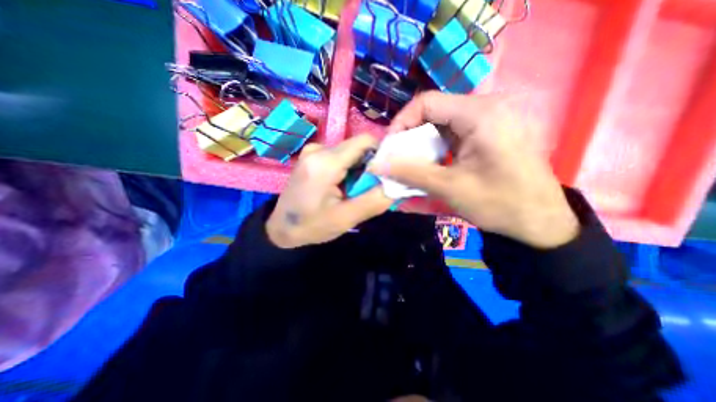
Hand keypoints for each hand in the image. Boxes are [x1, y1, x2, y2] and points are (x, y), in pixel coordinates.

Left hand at [268, 135, 392, 246]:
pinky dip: (348, 169)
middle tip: (368, 188)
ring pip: (350, 152)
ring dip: (358, 169)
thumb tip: (398, 184)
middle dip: (369, 165)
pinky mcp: (312, 156)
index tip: (386, 174)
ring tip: (354, 190)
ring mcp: (313, 151)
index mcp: (326, 162)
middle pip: (358, 147)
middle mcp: (319, 149)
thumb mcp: (346, 218)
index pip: (365, 141)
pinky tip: (343, 186)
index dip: (381, 154)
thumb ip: (375, 200)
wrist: (281, 228)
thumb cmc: (311, 226)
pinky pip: (339, 156)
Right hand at [373, 90, 577, 248]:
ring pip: (440, 125)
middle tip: (396, 160)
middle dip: (410, 137)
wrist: (541, 222)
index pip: (426, 102)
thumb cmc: (500, 204)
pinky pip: (452, 135)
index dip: (401, 122)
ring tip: (410, 165)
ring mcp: (488, 121)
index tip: (389, 148)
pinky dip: (435, 150)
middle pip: (433, 113)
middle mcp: (485, 108)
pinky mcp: (487, 135)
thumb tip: (376, 166)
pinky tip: (430, 166)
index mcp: (480, 114)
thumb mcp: (449, 188)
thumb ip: (410, 174)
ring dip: (421, 145)